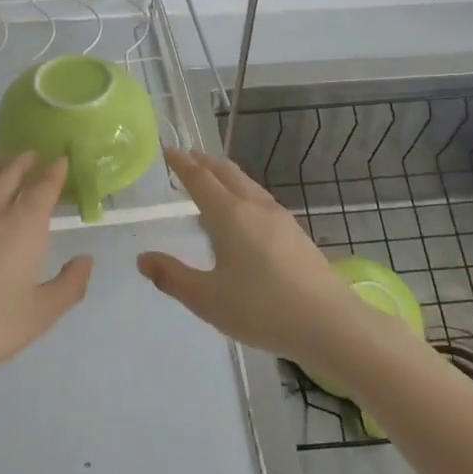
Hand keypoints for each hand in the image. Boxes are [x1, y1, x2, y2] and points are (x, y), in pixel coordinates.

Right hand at [137, 147, 367, 368]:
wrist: (329, 323)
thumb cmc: (262, 309)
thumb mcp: (207, 299)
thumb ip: (172, 277)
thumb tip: (143, 259)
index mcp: (230, 215)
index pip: (200, 179)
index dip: (182, 164)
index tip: (168, 150)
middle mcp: (255, 207)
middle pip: (226, 173)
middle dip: (205, 162)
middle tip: (187, 157)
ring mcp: (280, 218)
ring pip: (247, 184)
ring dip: (225, 175)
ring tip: (212, 179)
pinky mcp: (295, 233)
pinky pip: (260, 199)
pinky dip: (241, 192)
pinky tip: (243, 213)